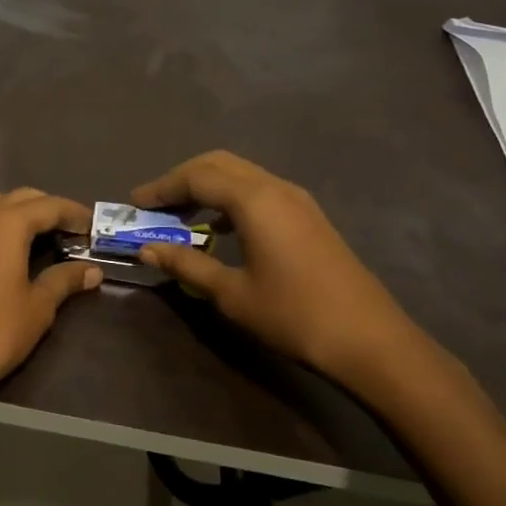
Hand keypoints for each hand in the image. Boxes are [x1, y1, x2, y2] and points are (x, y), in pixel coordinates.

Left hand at [0, 189, 101, 415]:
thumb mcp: (39, 306)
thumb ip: (65, 280)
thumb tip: (93, 270)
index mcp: (8, 224)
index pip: (48, 206)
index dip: (74, 213)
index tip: (93, 226)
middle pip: (20, 197)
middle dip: (49, 207)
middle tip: (72, 230)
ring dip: (19, 210)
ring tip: (39, 232)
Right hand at [132, 151, 419, 382]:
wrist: (371, 340)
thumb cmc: (294, 316)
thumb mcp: (231, 293)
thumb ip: (187, 264)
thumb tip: (148, 248)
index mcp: (254, 200)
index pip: (196, 177)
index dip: (161, 188)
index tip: (134, 204)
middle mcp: (275, 187)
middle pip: (218, 164)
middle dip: (182, 179)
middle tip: (155, 205)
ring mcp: (297, 199)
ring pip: (241, 174)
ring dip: (207, 186)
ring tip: (182, 216)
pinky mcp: (309, 216)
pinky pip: (259, 190)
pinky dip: (230, 198)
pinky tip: (221, 229)